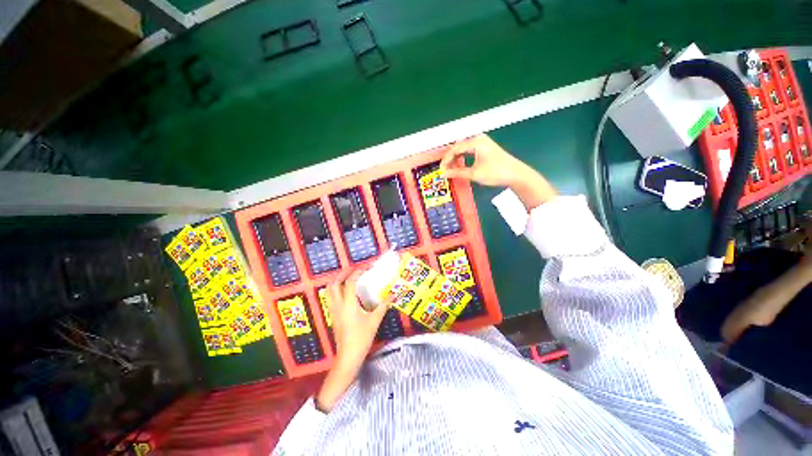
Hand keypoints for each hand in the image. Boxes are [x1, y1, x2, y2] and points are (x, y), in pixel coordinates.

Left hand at [328, 269, 389, 366]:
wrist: (348, 357)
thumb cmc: (362, 338)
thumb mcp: (374, 321)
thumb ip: (383, 306)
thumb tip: (392, 295)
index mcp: (348, 305)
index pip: (349, 283)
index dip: (357, 273)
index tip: (365, 268)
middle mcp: (338, 305)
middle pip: (334, 284)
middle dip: (343, 274)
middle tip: (353, 270)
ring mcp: (333, 311)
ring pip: (328, 291)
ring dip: (336, 281)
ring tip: (346, 277)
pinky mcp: (332, 316)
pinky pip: (329, 298)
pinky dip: (334, 290)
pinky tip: (343, 292)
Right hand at [441, 135, 556, 209]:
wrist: (516, 174)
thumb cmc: (495, 172)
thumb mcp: (474, 174)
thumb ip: (457, 173)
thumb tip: (443, 174)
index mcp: (475, 142)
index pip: (455, 148)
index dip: (446, 159)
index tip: (440, 169)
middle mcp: (478, 138)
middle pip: (458, 146)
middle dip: (450, 158)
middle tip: (444, 169)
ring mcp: (483, 142)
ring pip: (463, 148)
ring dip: (456, 158)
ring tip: (451, 169)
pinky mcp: (486, 147)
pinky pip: (469, 150)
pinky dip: (463, 157)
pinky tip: (461, 165)